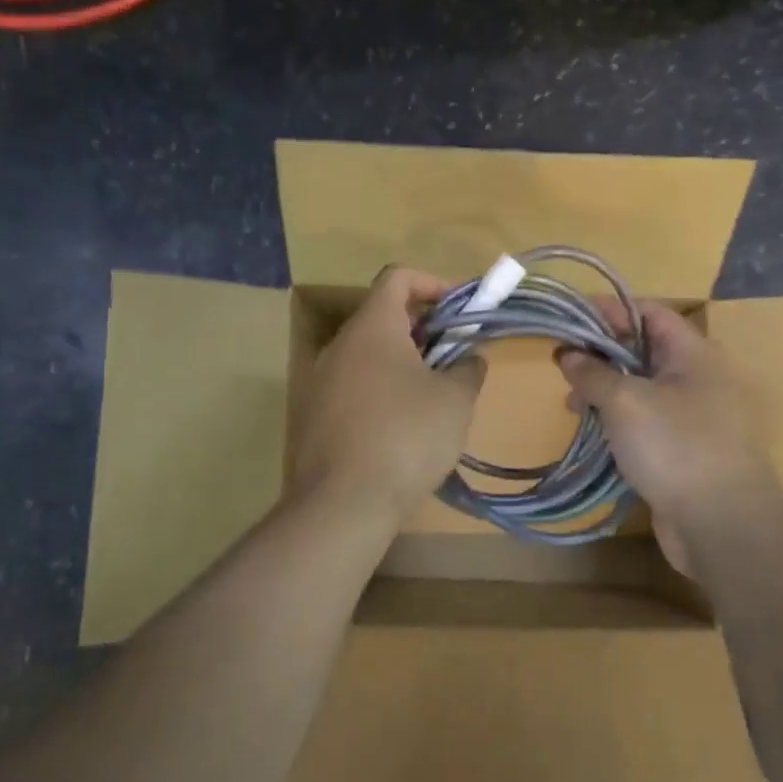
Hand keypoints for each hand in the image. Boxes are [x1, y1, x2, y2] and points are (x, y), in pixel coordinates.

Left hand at [288, 265, 485, 524]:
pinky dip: (380, 391)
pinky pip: (353, 387)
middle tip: (453, 357)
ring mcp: (319, 382)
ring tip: (433, 396)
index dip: (432, 283)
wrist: (343, 503)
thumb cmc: (406, 437)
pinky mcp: (313, 416)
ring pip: (367, 355)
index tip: (459, 310)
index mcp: (372, 327)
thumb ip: (468, 369)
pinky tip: (401, 428)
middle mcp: (339, 345)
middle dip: (423, 330)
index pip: (397, 277)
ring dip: (402, 363)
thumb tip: (469, 359)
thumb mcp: (455, 400)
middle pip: (382, 317)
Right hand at [558, 302, 780, 574]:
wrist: (722, 525)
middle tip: (563, 366)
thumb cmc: (675, 447)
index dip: (608, 310)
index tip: (568, 319)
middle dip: (600, 354)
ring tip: (572, 405)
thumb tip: (567, 354)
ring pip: (641, 387)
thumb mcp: (625, 402)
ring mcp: (693, 414)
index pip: (648, 312)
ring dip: (606, 390)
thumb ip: (592, 373)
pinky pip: (646, 420)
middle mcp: (697, 376)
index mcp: (693, 353)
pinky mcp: (684, 447)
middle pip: (642, 349)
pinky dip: (619, 419)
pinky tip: (594, 432)